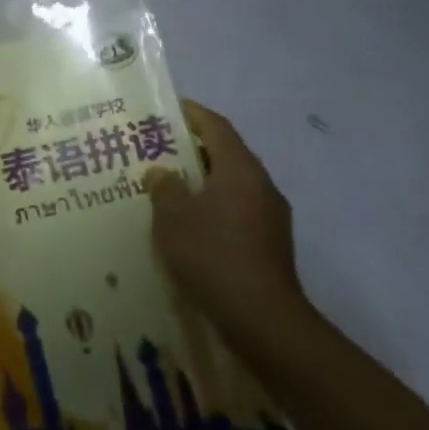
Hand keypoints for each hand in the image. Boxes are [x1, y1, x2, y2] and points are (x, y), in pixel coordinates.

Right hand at [148, 100, 305, 340]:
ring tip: (168, 189)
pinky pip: (237, 213)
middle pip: (226, 155)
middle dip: (193, 150)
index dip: (192, 114)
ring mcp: (271, 218)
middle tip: (158, 151)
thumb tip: (161, 172)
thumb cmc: (213, 255)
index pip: (216, 127)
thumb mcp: (173, 217)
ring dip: (203, 183)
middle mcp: (261, 186)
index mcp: (240, 169)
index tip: (169, 109)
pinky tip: (189, 226)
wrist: (263, 320)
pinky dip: (213, 209)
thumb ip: (164, 188)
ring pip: (232, 186)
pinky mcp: (270, 245)